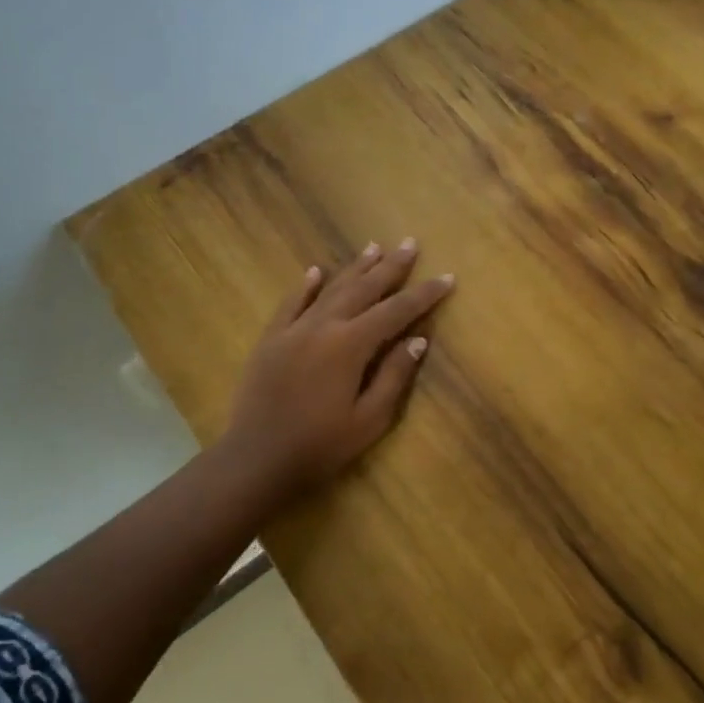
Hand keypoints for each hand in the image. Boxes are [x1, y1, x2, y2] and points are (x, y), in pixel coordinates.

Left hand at [219, 239, 454, 496]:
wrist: (257, 458)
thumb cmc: (321, 445)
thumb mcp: (369, 419)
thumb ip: (394, 376)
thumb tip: (418, 340)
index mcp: (351, 345)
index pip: (396, 311)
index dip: (423, 294)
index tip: (446, 278)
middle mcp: (323, 326)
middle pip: (363, 289)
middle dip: (390, 267)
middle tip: (409, 244)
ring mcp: (293, 330)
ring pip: (329, 289)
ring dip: (354, 268)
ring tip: (373, 247)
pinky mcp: (270, 340)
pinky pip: (291, 303)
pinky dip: (306, 285)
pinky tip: (316, 271)